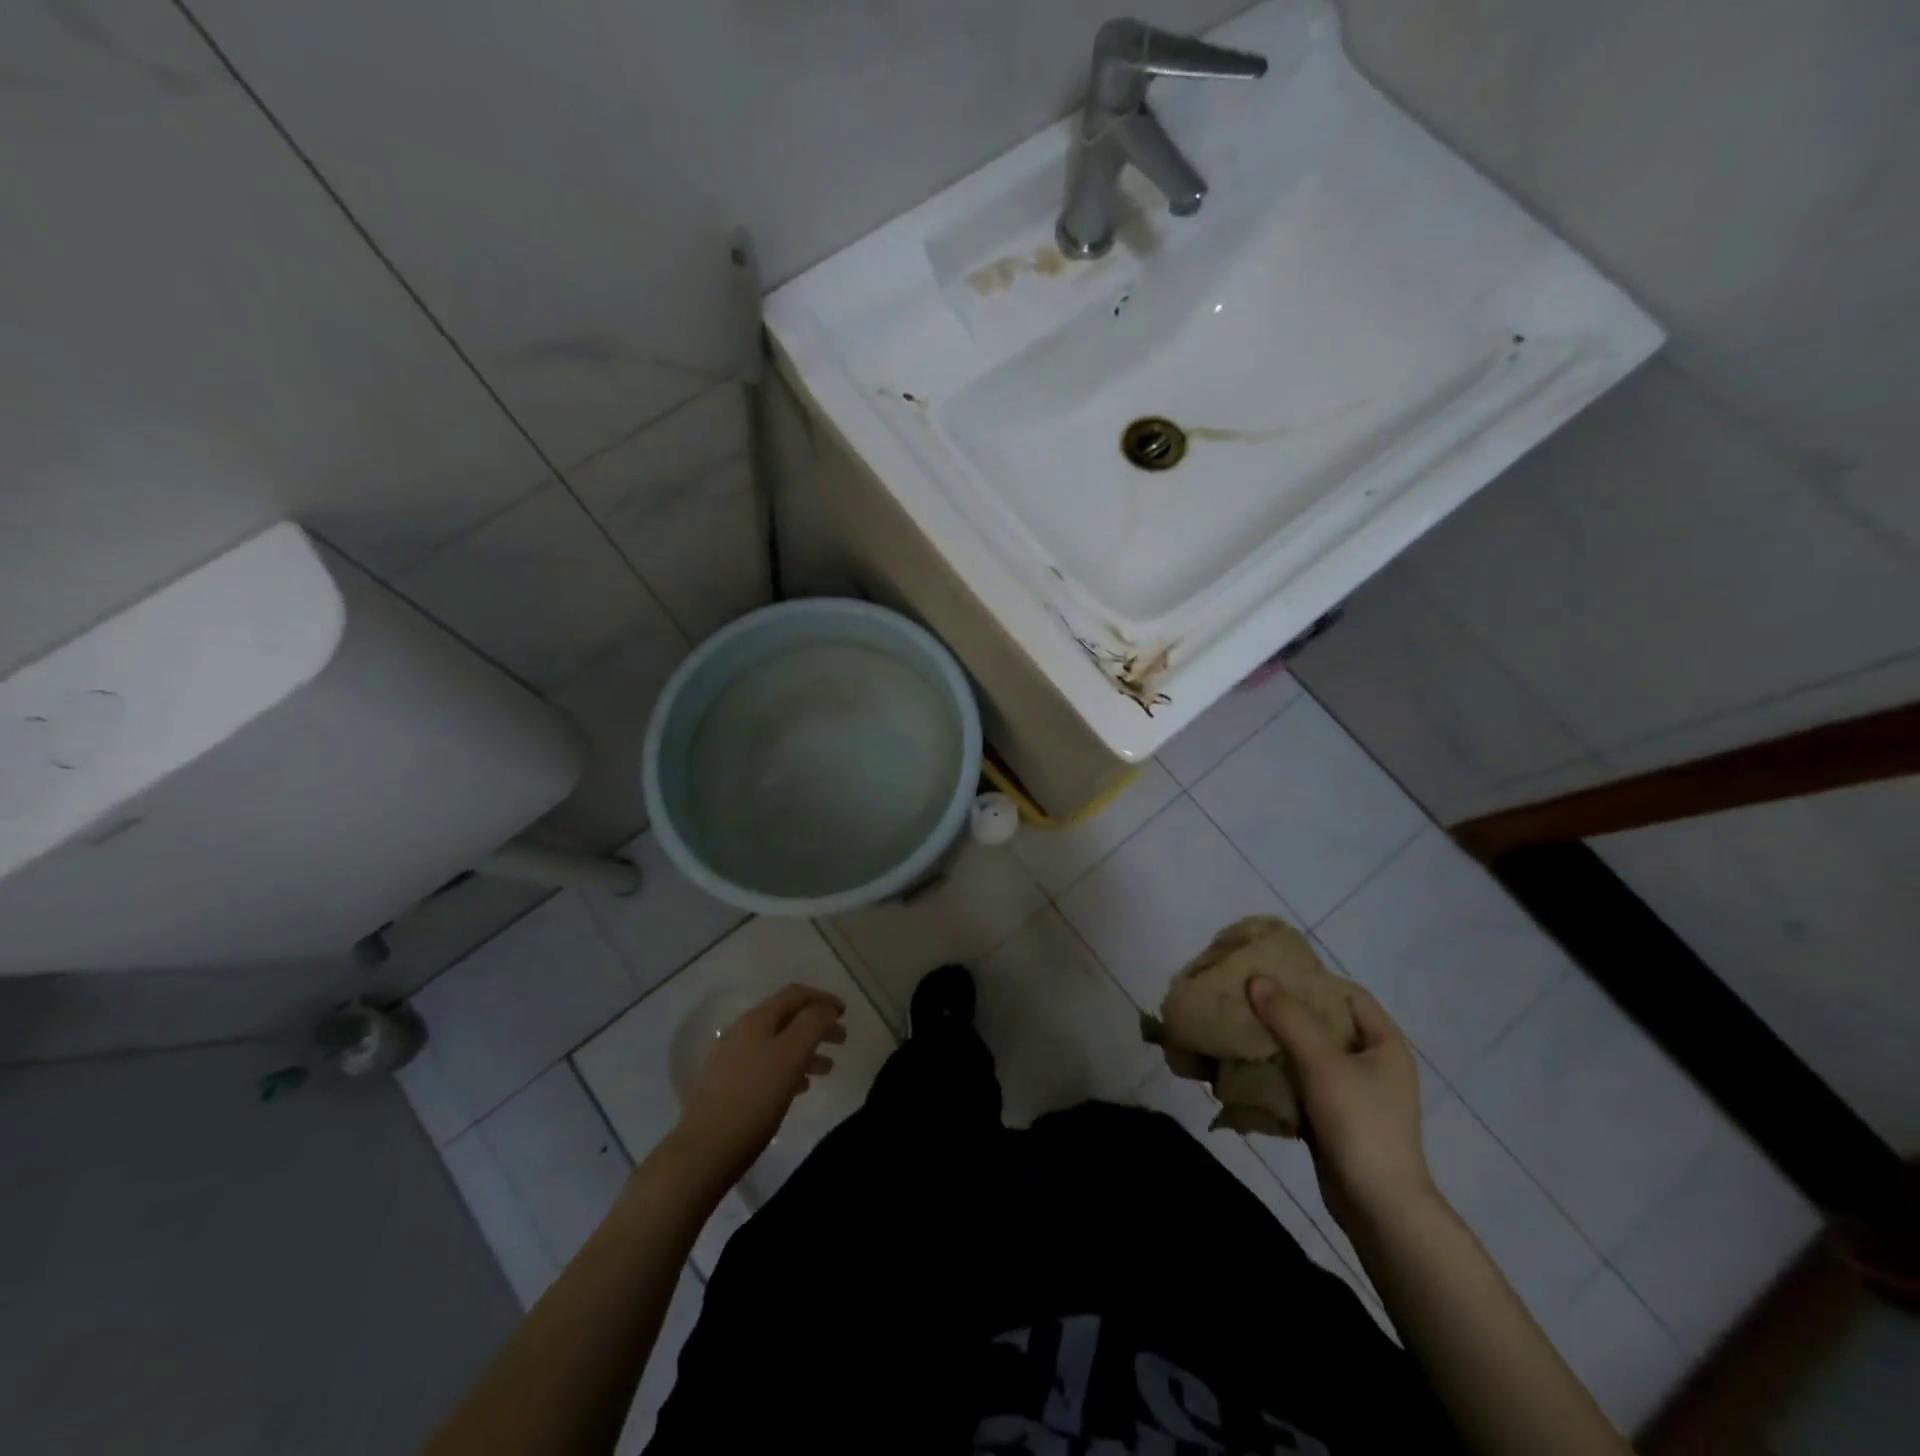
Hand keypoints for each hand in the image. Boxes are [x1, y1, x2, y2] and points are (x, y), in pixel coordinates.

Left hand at [671, 984, 846, 1190]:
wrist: (704, 1150)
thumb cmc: (755, 1098)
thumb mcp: (791, 1055)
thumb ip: (812, 1024)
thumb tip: (826, 1008)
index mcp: (758, 1019)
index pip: (795, 994)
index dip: (823, 998)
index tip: (845, 1013)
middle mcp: (742, 1032)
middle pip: (787, 1018)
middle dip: (817, 1025)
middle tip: (842, 1039)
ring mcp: (732, 1060)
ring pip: (778, 1044)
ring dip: (806, 1049)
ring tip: (828, 1068)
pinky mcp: (727, 1087)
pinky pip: (766, 1066)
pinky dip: (789, 1068)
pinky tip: (800, 1088)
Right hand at [1247, 976, 1433, 1231]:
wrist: (1379, 1209)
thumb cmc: (1360, 1124)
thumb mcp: (1322, 1064)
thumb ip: (1288, 1018)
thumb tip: (1256, 978)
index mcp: (1384, 1043)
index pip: (1348, 994)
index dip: (1312, 980)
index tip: (1271, 973)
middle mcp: (1372, 1063)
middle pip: (1324, 1023)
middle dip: (1285, 1012)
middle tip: (1246, 999)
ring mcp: (1353, 1093)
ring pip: (1308, 1055)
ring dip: (1276, 1044)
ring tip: (1239, 1030)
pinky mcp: (1333, 1118)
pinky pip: (1300, 1084)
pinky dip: (1277, 1075)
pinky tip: (1246, 1069)